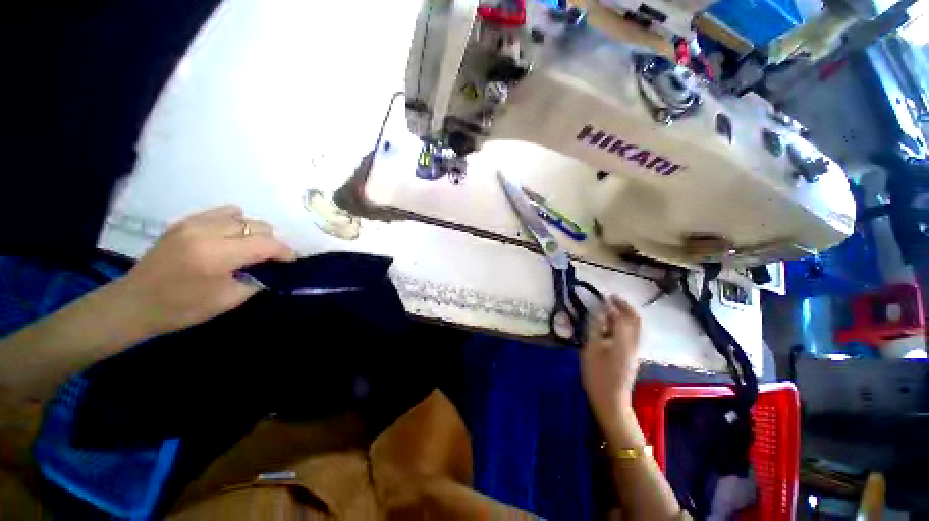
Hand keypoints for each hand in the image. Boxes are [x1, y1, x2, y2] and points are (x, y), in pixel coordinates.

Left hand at [114, 205, 295, 336]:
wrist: (134, 302)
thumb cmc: (182, 308)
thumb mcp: (228, 300)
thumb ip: (257, 280)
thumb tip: (274, 269)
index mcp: (217, 255)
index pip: (266, 244)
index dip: (285, 251)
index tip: (292, 260)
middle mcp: (207, 232)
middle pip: (257, 226)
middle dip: (270, 241)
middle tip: (270, 258)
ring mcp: (193, 223)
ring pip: (243, 217)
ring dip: (254, 232)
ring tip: (251, 247)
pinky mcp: (185, 221)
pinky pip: (222, 212)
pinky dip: (236, 222)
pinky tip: (232, 236)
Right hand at [581, 295, 641, 431]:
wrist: (611, 401)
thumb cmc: (597, 374)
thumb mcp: (591, 349)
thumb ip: (595, 328)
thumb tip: (599, 312)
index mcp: (623, 341)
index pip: (623, 316)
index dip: (616, 304)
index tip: (606, 296)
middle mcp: (633, 344)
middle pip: (635, 321)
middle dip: (625, 307)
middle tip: (612, 299)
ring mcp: (634, 351)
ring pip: (634, 328)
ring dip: (624, 316)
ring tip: (609, 311)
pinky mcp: (630, 357)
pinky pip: (630, 335)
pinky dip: (623, 325)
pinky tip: (610, 327)